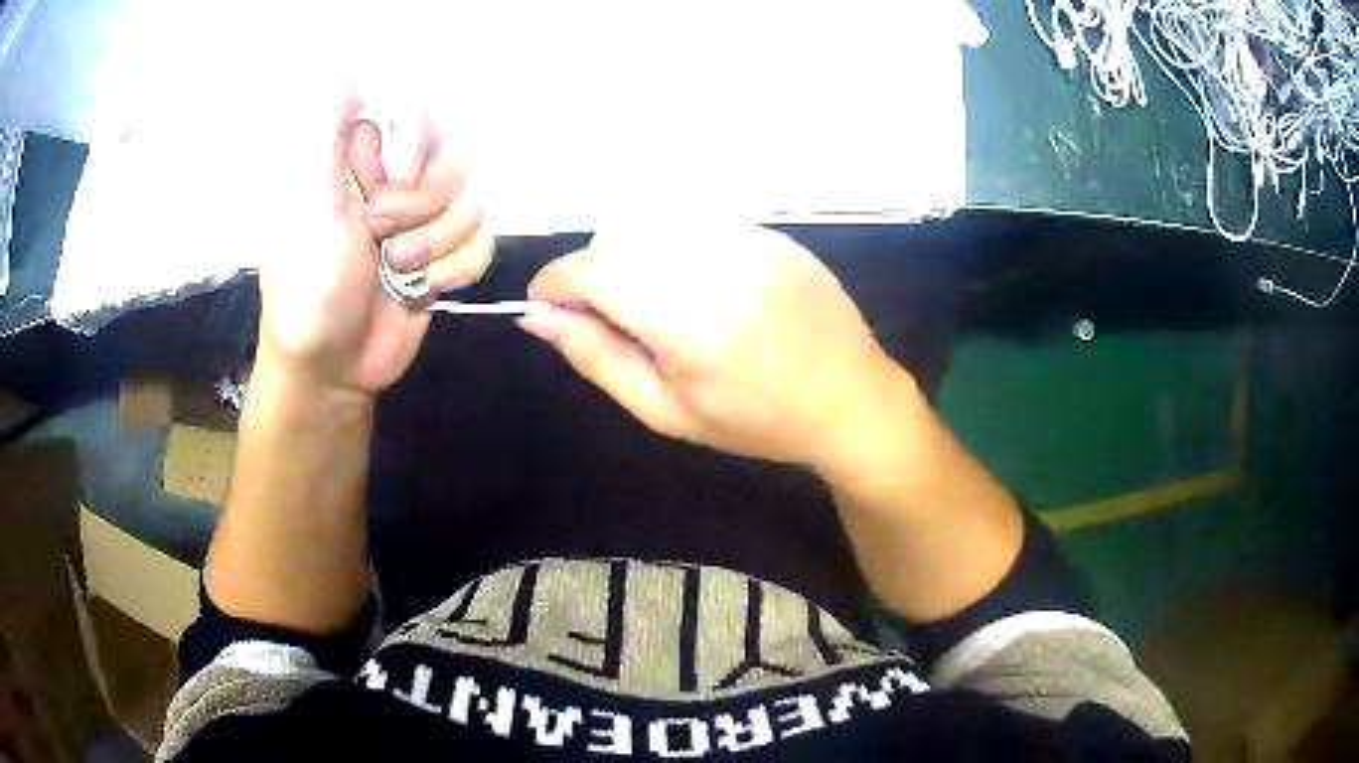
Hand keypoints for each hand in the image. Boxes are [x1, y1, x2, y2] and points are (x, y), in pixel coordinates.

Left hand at [256, 94, 493, 397]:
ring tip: (394, 271)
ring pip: (476, 201)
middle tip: (380, 234)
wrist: (332, 368)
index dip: (412, 154)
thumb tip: (343, 67)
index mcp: (363, 160)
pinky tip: (425, 289)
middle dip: (425, 204)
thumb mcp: (309, 205)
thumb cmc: (308, 287)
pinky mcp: (446, 258)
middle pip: (458, 157)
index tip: (378, 188)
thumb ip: (327, 135)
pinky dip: (456, 270)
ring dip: (437, 243)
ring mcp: (426, 221)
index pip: (421, 119)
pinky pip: (484, 242)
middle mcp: (398, 181)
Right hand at [520, 224, 897, 468]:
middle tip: (606, 317)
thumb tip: (536, 319)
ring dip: (631, 256)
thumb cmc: (756, 421)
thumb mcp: (667, 411)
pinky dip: (673, 247)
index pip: (592, 270)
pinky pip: (695, 223)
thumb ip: (597, 358)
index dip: (554, 282)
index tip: (545, 306)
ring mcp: (747, 238)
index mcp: (688, 318)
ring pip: (653, 223)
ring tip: (654, 303)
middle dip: (592, 272)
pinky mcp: (768, 231)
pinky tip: (698, 288)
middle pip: (617, 238)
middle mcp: (715, 261)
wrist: (850, 398)